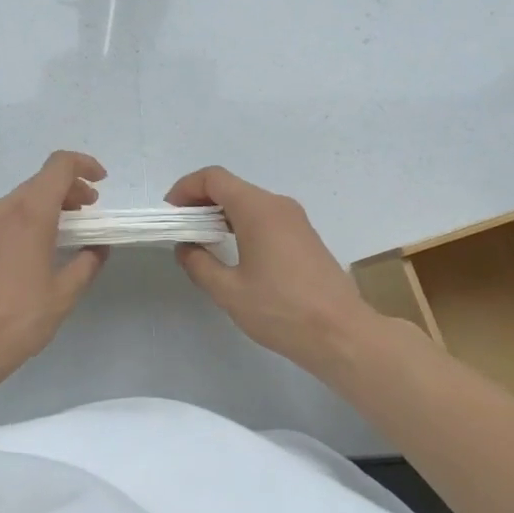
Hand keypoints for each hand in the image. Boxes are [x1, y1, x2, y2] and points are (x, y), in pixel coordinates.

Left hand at [0, 151, 109, 386]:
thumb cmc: (16, 319)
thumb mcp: (63, 295)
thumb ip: (86, 264)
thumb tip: (97, 248)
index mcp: (29, 213)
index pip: (59, 166)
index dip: (84, 165)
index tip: (102, 181)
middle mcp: (4, 210)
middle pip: (41, 180)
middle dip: (71, 188)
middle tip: (92, 212)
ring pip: (23, 198)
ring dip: (50, 205)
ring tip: (70, 231)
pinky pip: (8, 217)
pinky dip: (31, 219)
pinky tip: (41, 250)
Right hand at [165, 166, 379, 376]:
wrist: (342, 334)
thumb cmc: (282, 310)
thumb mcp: (229, 291)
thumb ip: (199, 264)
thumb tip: (186, 248)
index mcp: (258, 209)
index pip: (213, 178)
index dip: (186, 188)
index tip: (171, 214)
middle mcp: (278, 205)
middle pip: (231, 187)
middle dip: (201, 202)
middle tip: (181, 229)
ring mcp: (295, 219)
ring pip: (249, 202)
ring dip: (221, 214)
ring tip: (202, 242)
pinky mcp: (305, 236)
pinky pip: (265, 217)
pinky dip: (242, 224)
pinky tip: (234, 252)